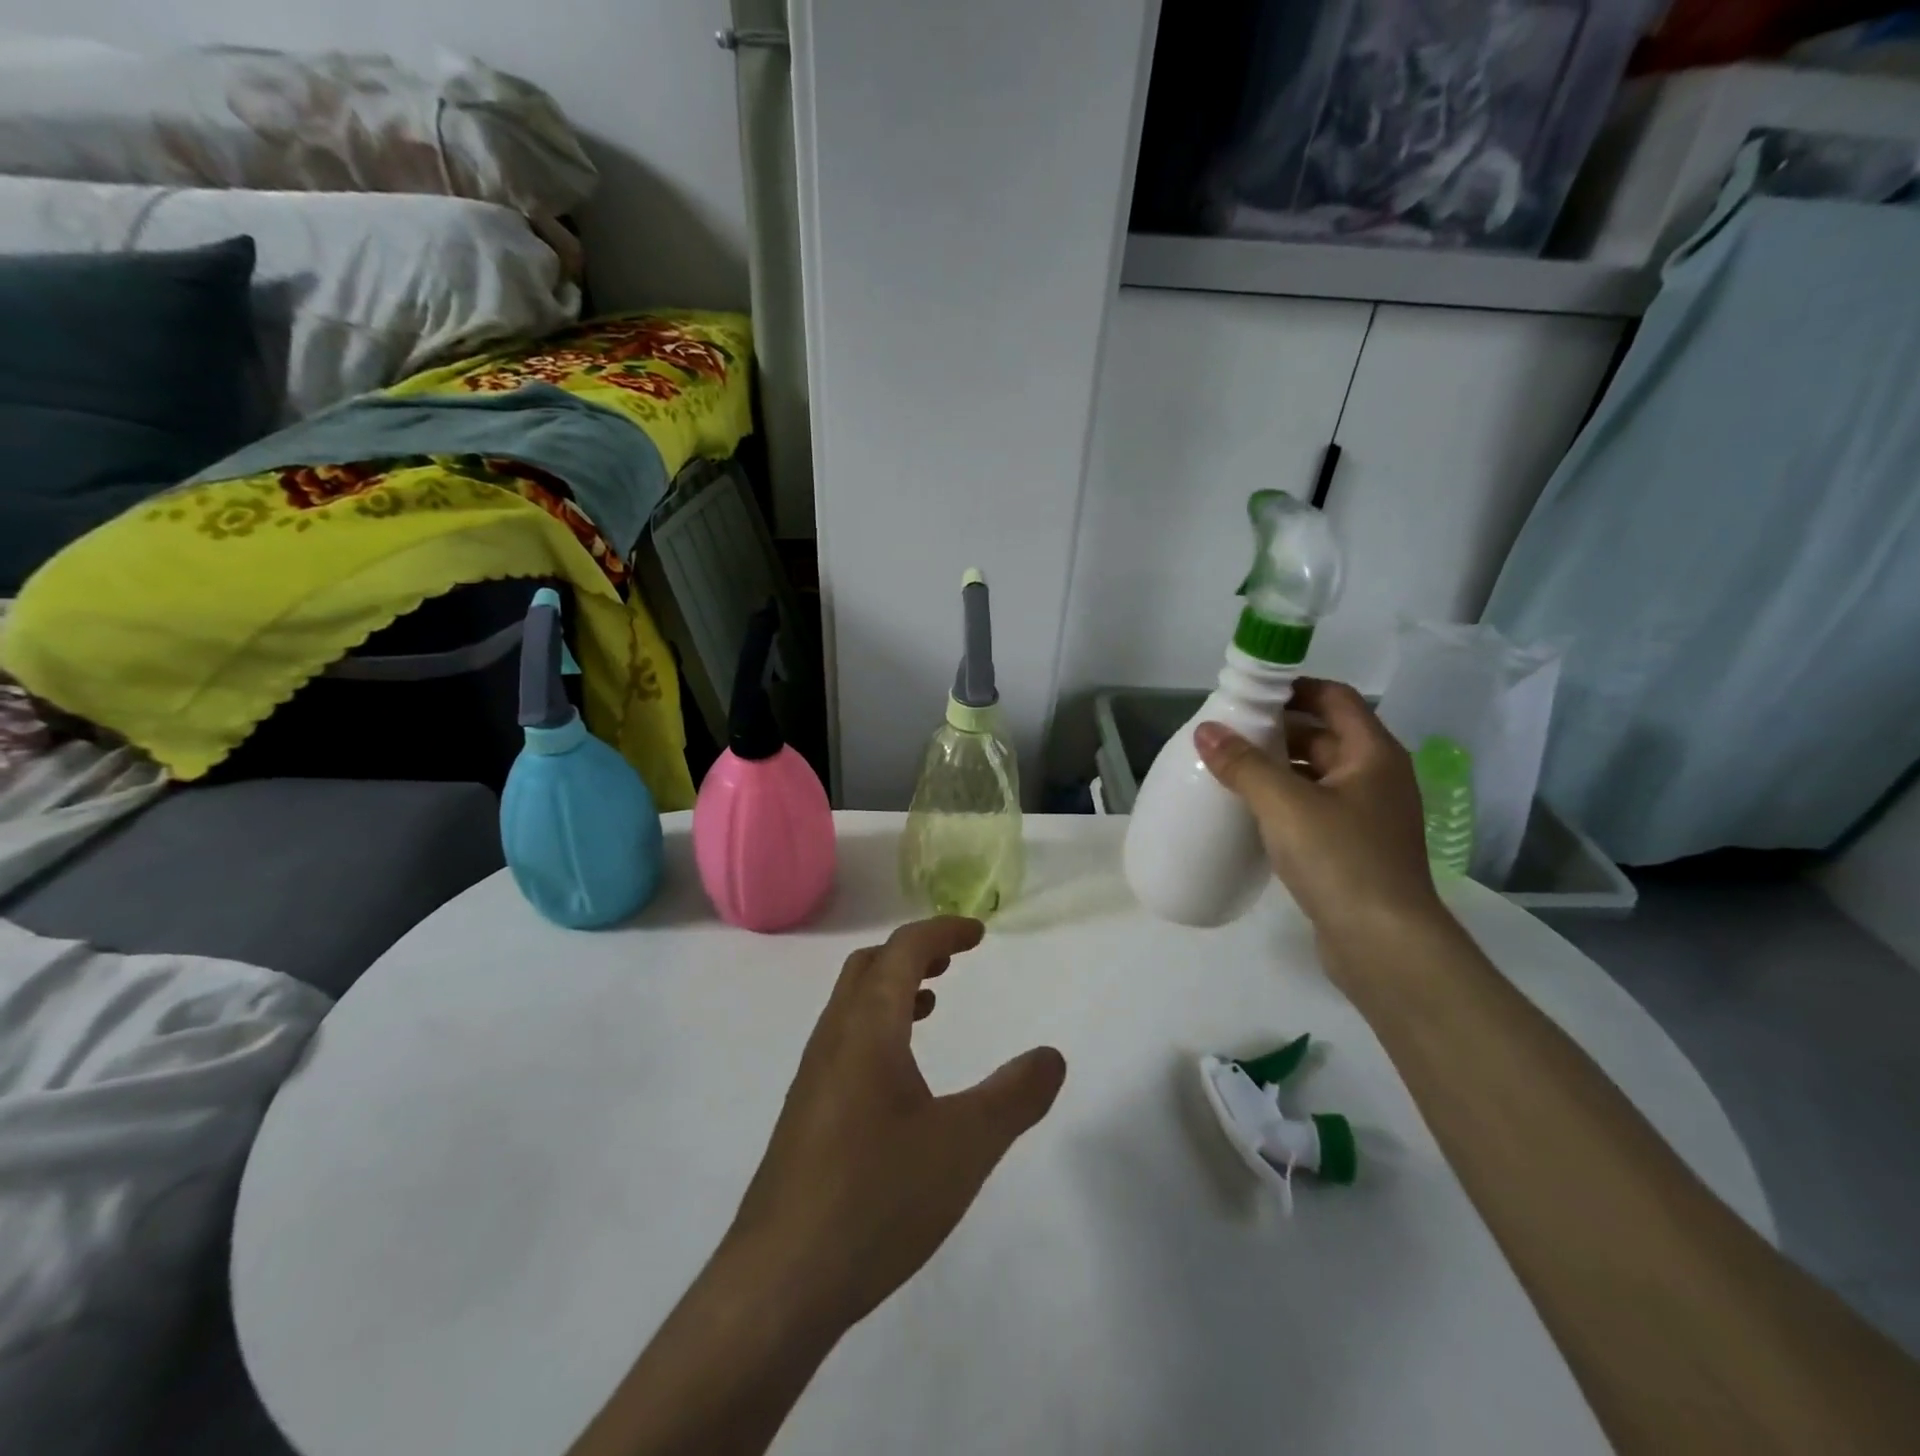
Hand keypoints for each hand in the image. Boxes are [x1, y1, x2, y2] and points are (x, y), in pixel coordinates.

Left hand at [723, 916, 1066, 1336]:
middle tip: (955, 960)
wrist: (778, 1283)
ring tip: (932, 1005)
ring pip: (852, 1005)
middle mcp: (833, 1038)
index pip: (903, 949)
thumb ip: (1015, 1096)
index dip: (942, 931)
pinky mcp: (805, 1114)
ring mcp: (813, 1077)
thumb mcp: (964, 1146)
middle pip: (869, 966)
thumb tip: (1052, 1056)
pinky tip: (900, 1077)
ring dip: (892, 989)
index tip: (978, 933)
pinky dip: (878, 1028)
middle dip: (914, 951)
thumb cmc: (876, 1197)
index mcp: (868, 1027)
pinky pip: (844, 1042)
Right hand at [1194, 678, 1445, 947]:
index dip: (1293, 688)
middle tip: (1226, 734)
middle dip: (1276, 730)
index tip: (1248, 695)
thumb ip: (1243, 764)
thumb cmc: (1341, 860)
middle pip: (1323, 736)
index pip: (1334, 698)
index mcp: (1372, 754)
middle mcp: (1376, 777)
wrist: (1384, 944)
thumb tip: (1206, 730)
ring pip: (1316, 775)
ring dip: (1276, 768)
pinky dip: (1284, 801)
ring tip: (1229, 770)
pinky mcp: (1354, 848)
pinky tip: (1250, 813)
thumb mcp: (1285, 805)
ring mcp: (1368, 815)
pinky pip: (1315, 808)